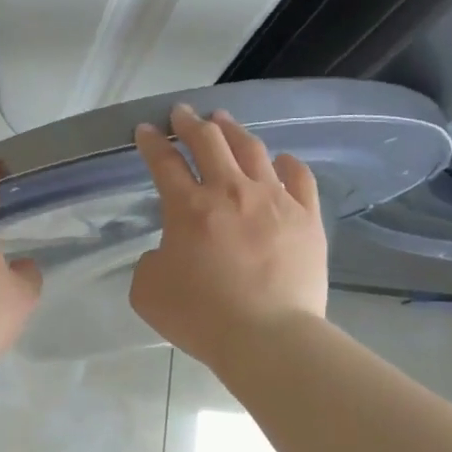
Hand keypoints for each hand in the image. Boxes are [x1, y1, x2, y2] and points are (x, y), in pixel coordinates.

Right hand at [130, 104, 327, 362]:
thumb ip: (150, 262)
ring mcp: (273, 201)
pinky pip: (299, 178)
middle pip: (208, 142)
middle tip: (182, 113)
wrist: (268, 337)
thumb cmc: (200, 316)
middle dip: (190, 123)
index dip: (151, 143)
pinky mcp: (306, 218)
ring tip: (224, 120)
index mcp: (187, 207)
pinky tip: (281, 159)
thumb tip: (167, 252)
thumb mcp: (147, 290)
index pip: (163, 162)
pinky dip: (287, 164)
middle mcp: (229, 192)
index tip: (145, 129)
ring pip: (252, 150)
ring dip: (233, 131)